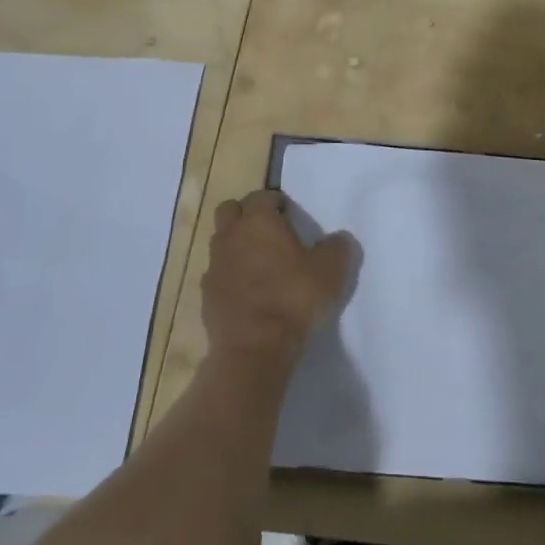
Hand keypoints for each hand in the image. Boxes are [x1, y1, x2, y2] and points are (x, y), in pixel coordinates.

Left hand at [201, 190, 353, 363]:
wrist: (254, 349)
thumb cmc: (294, 298)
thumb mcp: (331, 270)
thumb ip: (337, 247)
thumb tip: (338, 239)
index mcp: (259, 221)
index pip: (262, 196)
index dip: (276, 202)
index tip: (290, 215)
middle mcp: (231, 236)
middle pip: (231, 210)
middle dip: (247, 215)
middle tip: (270, 232)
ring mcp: (214, 266)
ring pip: (221, 241)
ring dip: (237, 245)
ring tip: (260, 264)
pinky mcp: (206, 295)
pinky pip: (218, 273)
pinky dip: (230, 275)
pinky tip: (248, 292)